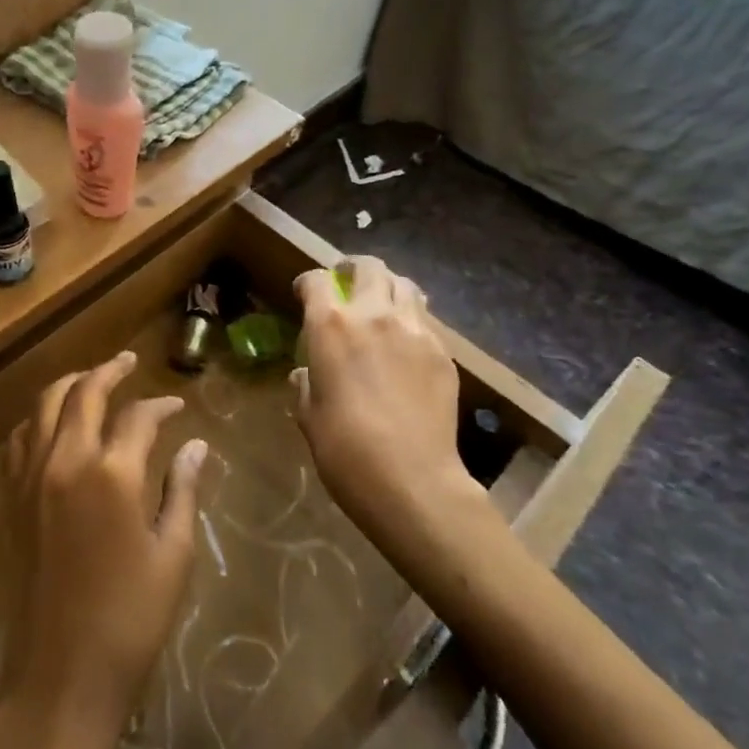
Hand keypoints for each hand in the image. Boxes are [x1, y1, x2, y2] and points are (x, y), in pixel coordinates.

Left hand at [0, 352, 208, 748]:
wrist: (60, 677)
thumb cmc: (130, 621)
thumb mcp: (172, 555)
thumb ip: (182, 491)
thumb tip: (197, 446)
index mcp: (112, 474)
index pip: (139, 416)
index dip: (162, 406)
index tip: (177, 408)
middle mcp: (66, 461)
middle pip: (84, 393)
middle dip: (110, 370)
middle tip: (129, 362)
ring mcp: (31, 478)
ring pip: (44, 405)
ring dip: (71, 385)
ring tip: (92, 380)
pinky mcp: (11, 499)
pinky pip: (20, 439)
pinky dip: (38, 419)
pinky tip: (53, 425)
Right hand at [291, 257, 476, 543]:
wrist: (412, 481)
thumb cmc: (344, 449)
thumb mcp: (308, 414)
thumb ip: (305, 383)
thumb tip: (306, 374)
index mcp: (331, 325)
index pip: (317, 280)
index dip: (308, 283)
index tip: (304, 294)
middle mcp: (373, 314)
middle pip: (368, 267)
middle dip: (353, 269)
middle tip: (346, 284)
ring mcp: (414, 330)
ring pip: (404, 284)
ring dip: (388, 288)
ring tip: (381, 307)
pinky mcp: (443, 352)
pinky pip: (425, 321)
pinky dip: (411, 321)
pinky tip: (406, 346)